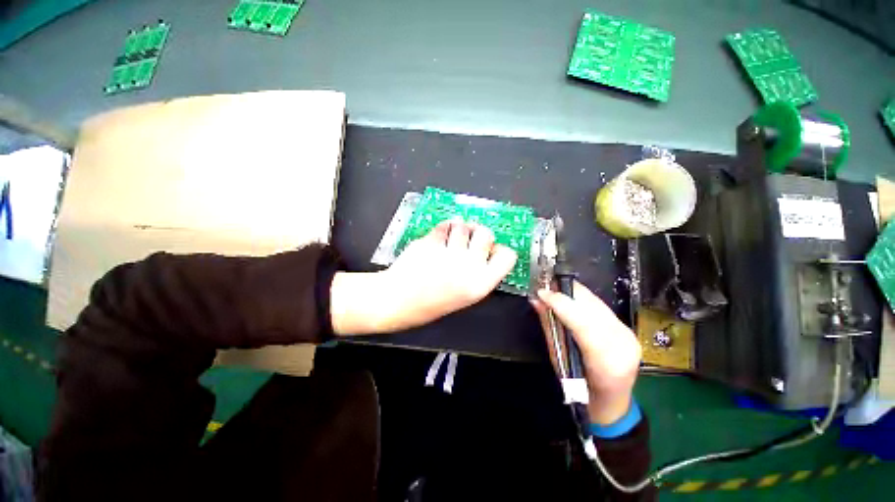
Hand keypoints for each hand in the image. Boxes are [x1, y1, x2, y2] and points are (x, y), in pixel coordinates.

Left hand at [330, 218, 517, 334]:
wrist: (399, 301)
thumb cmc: (432, 303)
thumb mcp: (466, 295)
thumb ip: (481, 273)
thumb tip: (486, 249)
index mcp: (481, 284)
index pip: (507, 256)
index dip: (499, 249)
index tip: (489, 249)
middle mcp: (469, 267)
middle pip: (486, 233)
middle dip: (478, 233)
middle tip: (467, 240)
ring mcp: (449, 253)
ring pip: (463, 225)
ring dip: (457, 229)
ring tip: (448, 241)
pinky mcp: (431, 242)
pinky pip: (444, 225)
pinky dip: (442, 228)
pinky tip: (437, 239)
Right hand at [532, 282, 641, 424]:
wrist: (611, 401)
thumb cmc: (581, 390)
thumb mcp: (559, 360)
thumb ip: (550, 327)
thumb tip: (537, 301)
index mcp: (606, 361)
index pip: (583, 323)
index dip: (561, 303)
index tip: (541, 293)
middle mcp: (623, 343)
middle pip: (592, 306)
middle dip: (566, 291)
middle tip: (545, 287)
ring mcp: (628, 334)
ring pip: (597, 302)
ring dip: (573, 293)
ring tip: (554, 291)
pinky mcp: (627, 328)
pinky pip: (600, 306)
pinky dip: (582, 300)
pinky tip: (570, 300)